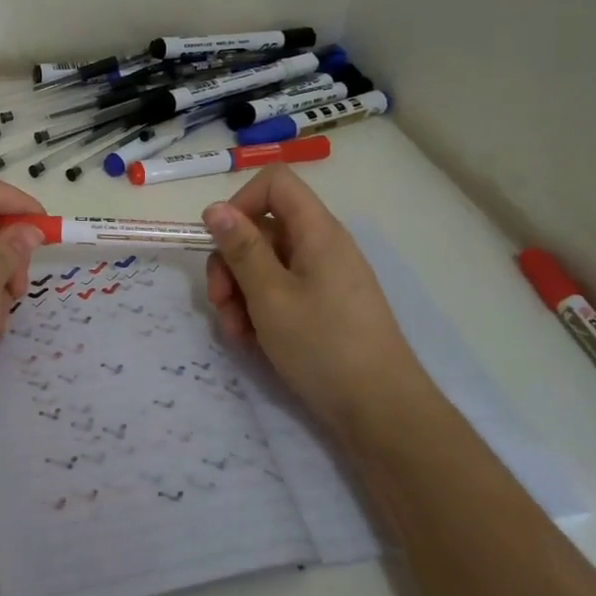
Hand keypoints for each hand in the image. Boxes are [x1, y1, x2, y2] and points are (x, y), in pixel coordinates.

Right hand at [203, 166, 420, 435]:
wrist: (381, 411)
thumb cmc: (323, 346)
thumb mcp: (270, 296)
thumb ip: (241, 249)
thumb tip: (214, 207)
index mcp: (317, 231)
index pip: (274, 183)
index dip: (241, 202)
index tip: (221, 242)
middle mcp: (322, 246)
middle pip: (263, 229)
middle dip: (231, 262)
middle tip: (220, 302)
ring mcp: (324, 278)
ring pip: (266, 265)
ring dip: (240, 293)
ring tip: (236, 333)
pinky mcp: (324, 307)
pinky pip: (281, 292)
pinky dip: (260, 311)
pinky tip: (252, 342)